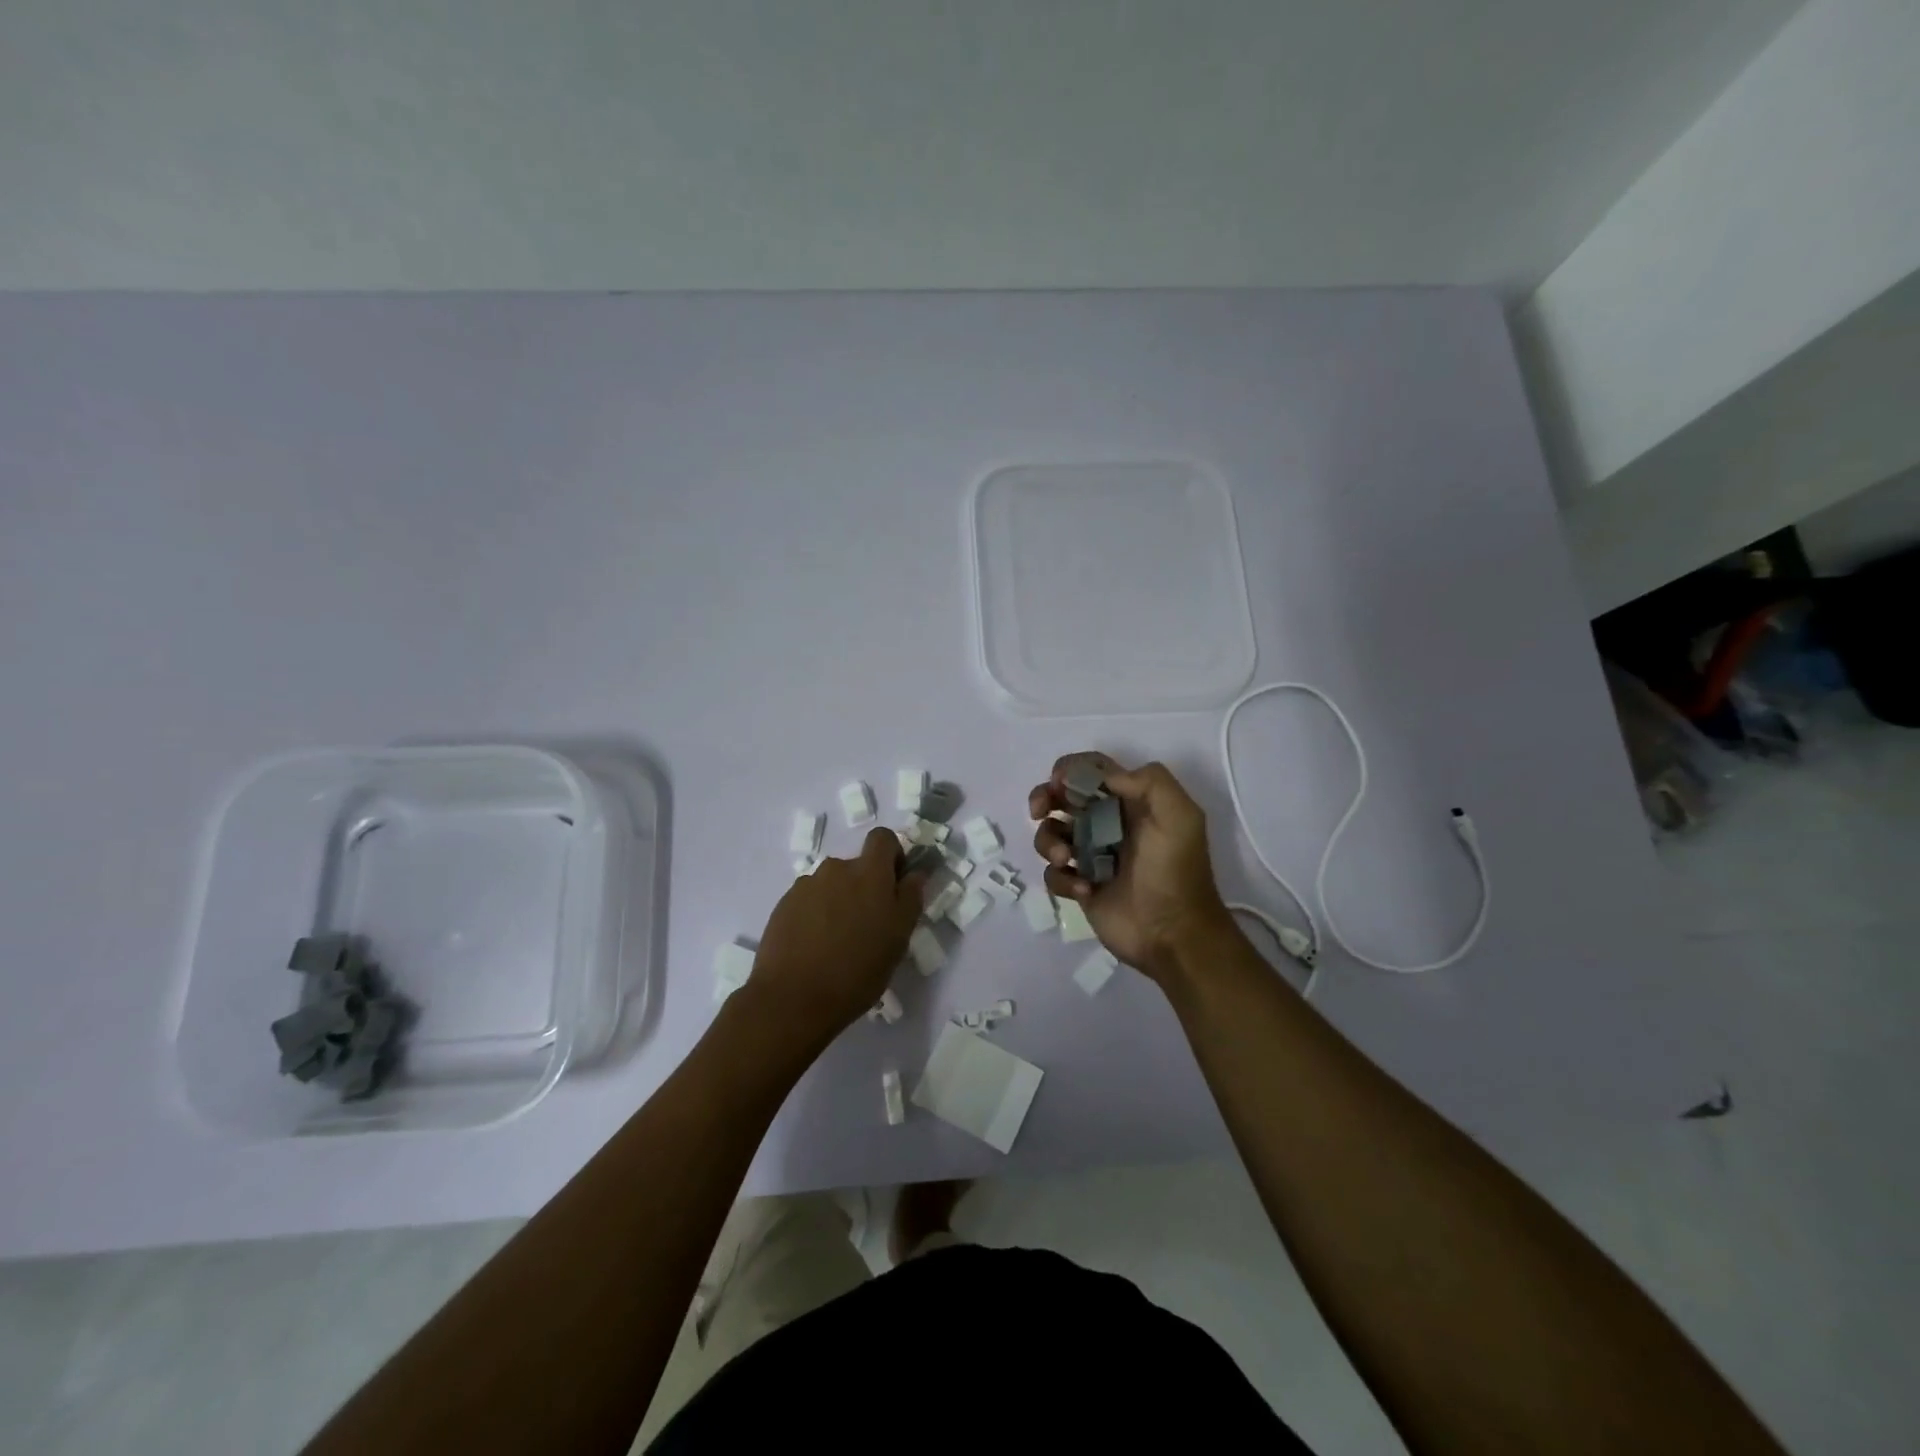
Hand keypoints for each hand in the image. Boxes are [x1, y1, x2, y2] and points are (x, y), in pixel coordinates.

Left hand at [742, 827, 924, 1043]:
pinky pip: (809, 901)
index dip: (892, 856)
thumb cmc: (857, 970)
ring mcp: (806, 886)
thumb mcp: (899, 938)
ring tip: (838, 942)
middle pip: (856, 866)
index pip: (883, 838)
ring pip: (832, 885)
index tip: (895, 885)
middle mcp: (836, 868)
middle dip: (865, 887)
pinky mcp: (784, 905)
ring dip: (839, 902)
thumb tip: (916, 873)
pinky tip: (815, 947)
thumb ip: (910, 898)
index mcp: (869, 872)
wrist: (792, 998)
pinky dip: (816, 915)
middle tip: (868, 926)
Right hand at [1028, 754, 1230, 983]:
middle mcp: (1107, 823)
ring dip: (1049, 842)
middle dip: (1044, 798)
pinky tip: (1085, 890)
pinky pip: (1054, 873)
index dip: (1070, 770)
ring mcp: (1091, 855)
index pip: (1092, 770)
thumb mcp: (1180, 816)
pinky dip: (1062, 878)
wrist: (1175, 935)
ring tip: (1066, 860)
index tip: (1059, 784)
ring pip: (1051, 834)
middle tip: (1039, 811)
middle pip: (1062, 797)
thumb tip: (1105, 778)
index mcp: (1130, 801)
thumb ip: (1149, 782)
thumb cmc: (1175, 871)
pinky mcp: (1080, 886)